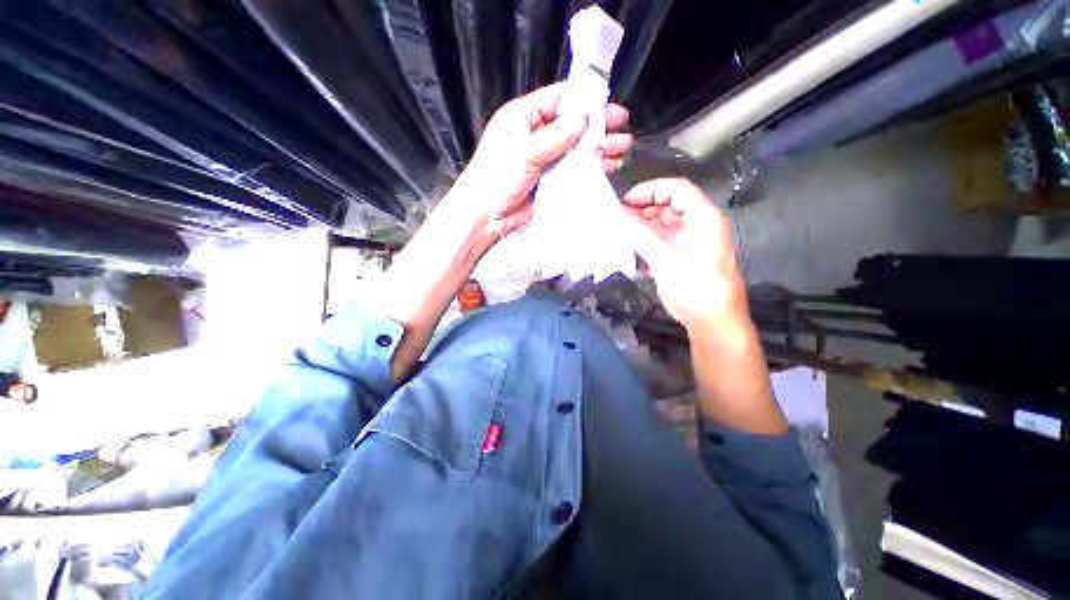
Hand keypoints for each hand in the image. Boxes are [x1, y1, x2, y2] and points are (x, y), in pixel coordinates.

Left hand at [446, 83, 631, 239]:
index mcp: (522, 118)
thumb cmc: (494, 180)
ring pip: (576, 149)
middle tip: (621, 126)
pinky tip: (607, 166)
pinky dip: (590, 168)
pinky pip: (573, 170)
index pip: (558, 100)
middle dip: (597, 125)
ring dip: (597, 148)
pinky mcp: (549, 181)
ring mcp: (544, 160)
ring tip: (621, 147)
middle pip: (571, 125)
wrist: (485, 218)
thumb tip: (583, 121)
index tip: (607, 103)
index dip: (583, 100)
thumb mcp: (523, 153)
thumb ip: (554, 138)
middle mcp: (535, 136)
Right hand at [621, 178, 748, 335]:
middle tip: (617, 217)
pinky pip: (657, 243)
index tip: (626, 200)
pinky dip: (642, 244)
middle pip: (667, 206)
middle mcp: (695, 226)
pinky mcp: (677, 258)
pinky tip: (627, 251)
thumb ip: (641, 235)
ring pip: (660, 225)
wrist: (711, 320)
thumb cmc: (696, 286)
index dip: (651, 189)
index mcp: (703, 218)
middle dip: (642, 208)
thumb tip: (619, 216)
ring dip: (640, 227)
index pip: (677, 189)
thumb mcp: (667, 259)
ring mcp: (686, 242)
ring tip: (618, 232)